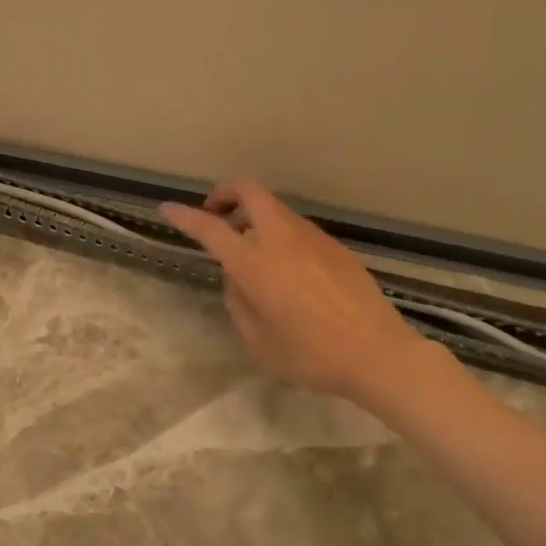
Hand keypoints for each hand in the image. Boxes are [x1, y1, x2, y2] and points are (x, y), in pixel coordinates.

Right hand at [159, 178, 433, 404]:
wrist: (378, 354)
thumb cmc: (310, 355)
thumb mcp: (258, 342)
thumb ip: (238, 302)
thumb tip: (237, 278)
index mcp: (254, 263)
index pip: (210, 228)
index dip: (184, 215)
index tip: (167, 208)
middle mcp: (281, 239)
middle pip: (249, 190)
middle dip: (225, 193)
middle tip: (216, 215)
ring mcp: (313, 238)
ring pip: (275, 208)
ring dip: (254, 216)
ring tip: (252, 253)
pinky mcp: (335, 247)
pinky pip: (297, 229)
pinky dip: (279, 234)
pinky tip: (287, 271)